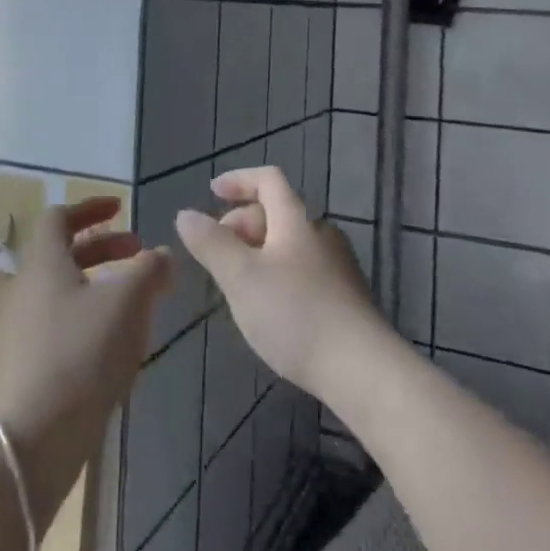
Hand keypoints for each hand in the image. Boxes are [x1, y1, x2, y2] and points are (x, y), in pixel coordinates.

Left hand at [0, 198, 172, 532]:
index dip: (90, 207)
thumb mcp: (127, 303)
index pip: (59, 217)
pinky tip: (118, 344)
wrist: (31, 440)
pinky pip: (61, 324)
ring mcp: (23, 330)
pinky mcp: (27, 366)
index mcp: (44, 263)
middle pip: (64, 253)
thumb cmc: (81, 354)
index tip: (121, 208)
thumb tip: (162, 253)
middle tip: (140, 254)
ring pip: (65, 290)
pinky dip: (91, 317)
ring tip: (138, 301)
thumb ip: (150, 270)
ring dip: (101, 284)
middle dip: (105, 247)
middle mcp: (27, 289)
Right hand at [174, 166, 390, 403]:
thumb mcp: (241, 278)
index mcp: (297, 220)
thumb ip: (211, 243)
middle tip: (216, 254)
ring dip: (257, 252)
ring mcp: (337, 266)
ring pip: (288, 244)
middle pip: (277, 212)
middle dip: (241, 224)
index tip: (212, 192)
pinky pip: (301, 269)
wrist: (363, 371)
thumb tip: (185, 214)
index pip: (268, 179)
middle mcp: (321, 234)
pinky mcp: (345, 297)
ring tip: (235, 284)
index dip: (238, 180)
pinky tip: (267, 308)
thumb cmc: (296, 315)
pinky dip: (276, 274)